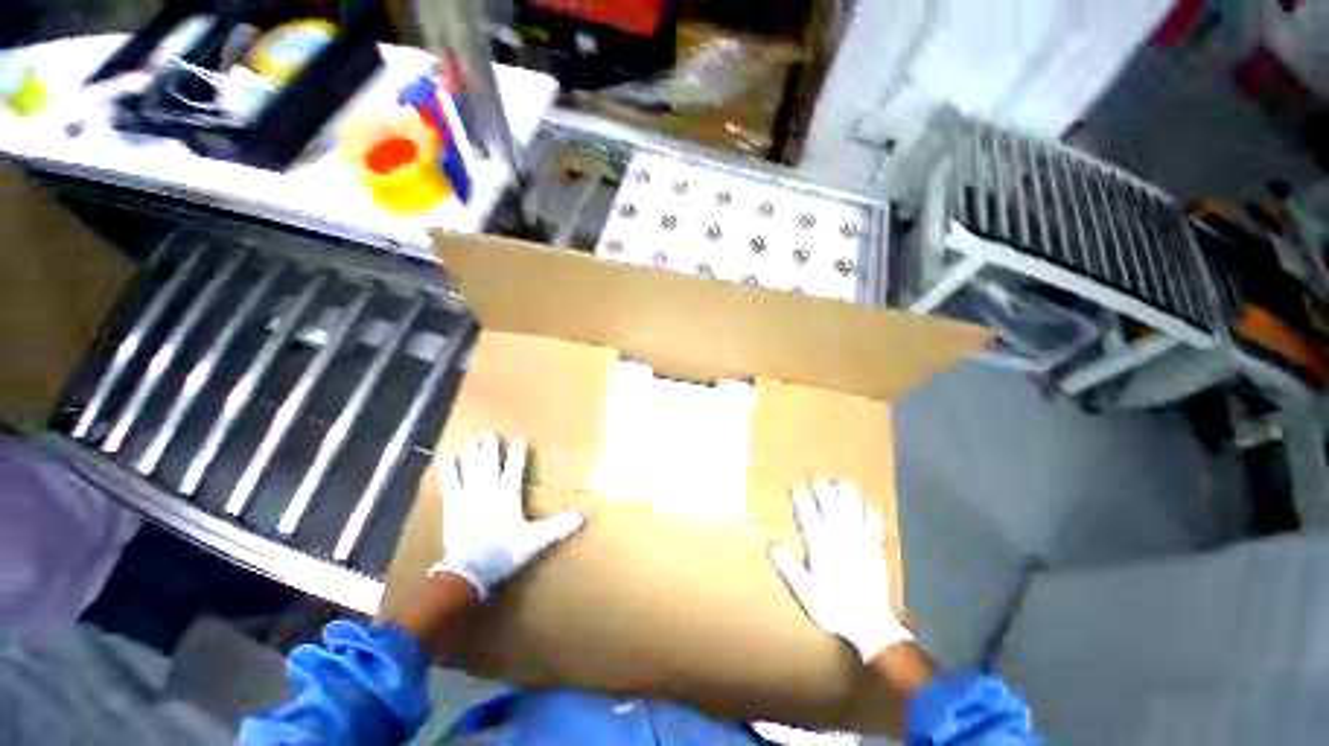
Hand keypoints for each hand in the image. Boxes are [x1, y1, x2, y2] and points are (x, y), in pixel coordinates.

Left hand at [430, 431, 584, 598]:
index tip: (520, 438)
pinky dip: (447, 466)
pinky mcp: (453, 503)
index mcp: (509, 494)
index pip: (516, 467)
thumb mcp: (535, 540)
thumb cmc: (505, 552)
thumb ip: (558, 525)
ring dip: (472, 451)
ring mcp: (469, 494)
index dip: (518, 451)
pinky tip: (444, 453)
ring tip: (473, 438)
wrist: (469, 570)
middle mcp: (489, 488)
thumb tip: (583, 515)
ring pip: (471, 465)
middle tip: (489, 431)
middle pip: (490, 461)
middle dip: (490, 445)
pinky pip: (450, 479)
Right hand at [769, 480, 912, 662]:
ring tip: (840, 485)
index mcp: (819, 540)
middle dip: (821, 485)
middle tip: (816, 482)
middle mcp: (838, 531)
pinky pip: (873, 516)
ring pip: (852, 500)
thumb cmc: (833, 606)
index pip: (806, 507)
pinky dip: (868, 507)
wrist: (870, 623)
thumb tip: (771, 546)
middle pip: (828, 496)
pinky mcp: (876, 542)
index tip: (795, 490)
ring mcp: (860, 534)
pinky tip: (864, 505)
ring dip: (845, 489)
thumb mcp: (804, 590)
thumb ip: (788, 566)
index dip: (799, 494)